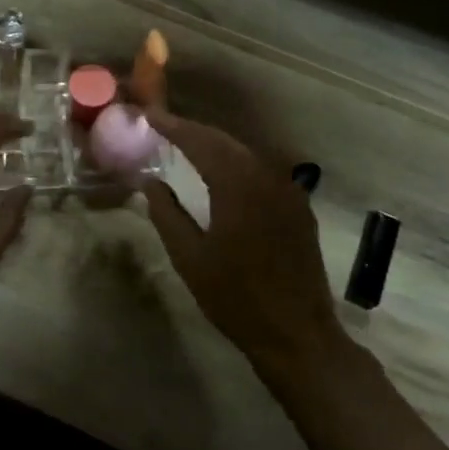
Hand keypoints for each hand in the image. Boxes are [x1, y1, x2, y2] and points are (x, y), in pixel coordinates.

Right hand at [141, 111, 344, 370]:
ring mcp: (288, 191)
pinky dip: (237, 163)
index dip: (173, 126)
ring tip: (187, 144)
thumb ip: (167, 214)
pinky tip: (223, 172)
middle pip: (225, 142)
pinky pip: (263, 171)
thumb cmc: (236, 299)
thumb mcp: (189, 258)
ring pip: (246, 154)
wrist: (297, 334)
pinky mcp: (298, 207)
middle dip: (193, 131)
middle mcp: (267, 177)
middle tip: (164, 126)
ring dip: (215, 145)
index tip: (150, 115)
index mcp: (237, 186)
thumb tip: (150, 182)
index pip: (201, 142)